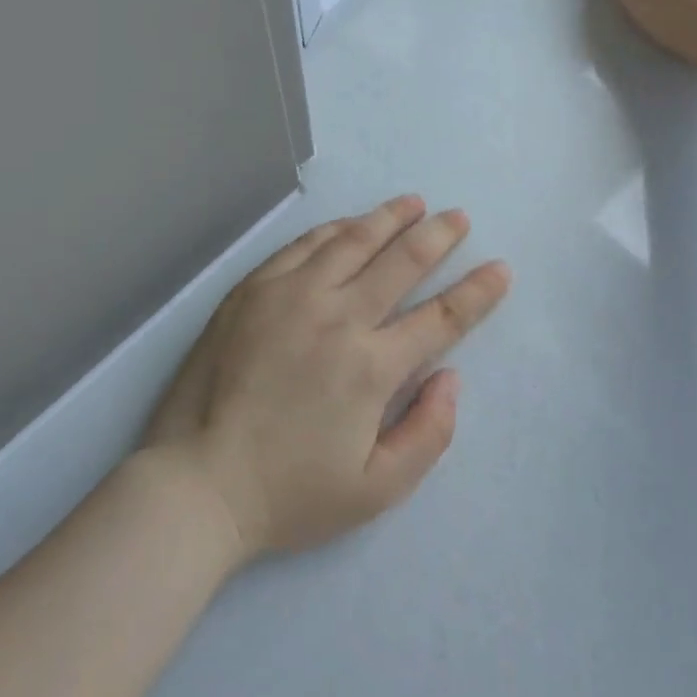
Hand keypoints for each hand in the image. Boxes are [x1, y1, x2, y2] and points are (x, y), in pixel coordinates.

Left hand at [142, 196, 510, 561]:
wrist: (196, 481)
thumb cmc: (289, 493)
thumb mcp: (375, 490)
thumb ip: (428, 434)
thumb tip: (450, 377)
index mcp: (371, 366)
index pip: (441, 317)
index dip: (478, 291)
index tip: (500, 268)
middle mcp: (338, 316)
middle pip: (401, 261)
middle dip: (438, 235)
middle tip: (458, 217)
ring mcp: (291, 294)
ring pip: (352, 240)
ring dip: (389, 217)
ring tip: (413, 202)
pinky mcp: (253, 288)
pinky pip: (303, 245)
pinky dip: (334, 229)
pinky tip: (349, 224)